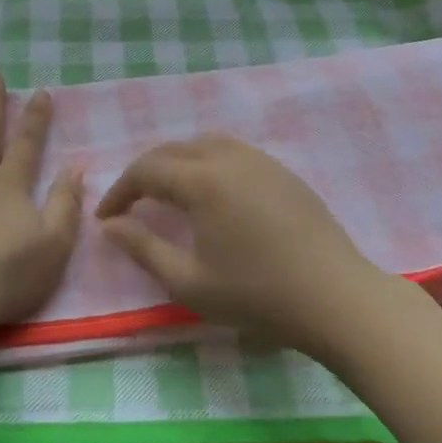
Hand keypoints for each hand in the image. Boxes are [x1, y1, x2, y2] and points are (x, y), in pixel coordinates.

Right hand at [94, 135, 388, 350]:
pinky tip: (212, 193)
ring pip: (203, 144)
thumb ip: (142, 248)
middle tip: (130, 205)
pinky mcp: (282, 171)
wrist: (335, 298)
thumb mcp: (188, 282)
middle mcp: (228, 157)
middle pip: (172, 151)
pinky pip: (232, 152)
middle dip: (144, 174)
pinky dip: (207, 162)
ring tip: (168, 193)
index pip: (145, 171)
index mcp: (202, 180)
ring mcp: (260, 160)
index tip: (106, 218)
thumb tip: (110, 225)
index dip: (119, 192)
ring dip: (176, 163)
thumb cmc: (256, 294)